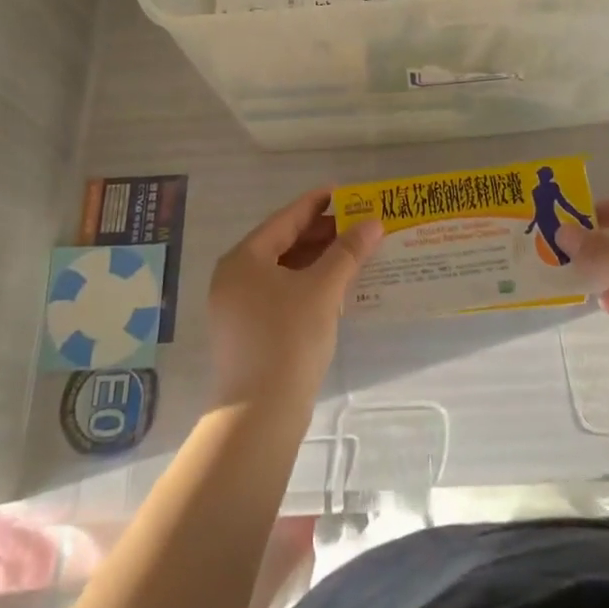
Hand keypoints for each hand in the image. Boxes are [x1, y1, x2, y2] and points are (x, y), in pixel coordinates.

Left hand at [207, 189, 382, 410]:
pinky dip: (308, 284)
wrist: (260, 416)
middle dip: (321, 233)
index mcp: (244, 259)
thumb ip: (347, 252)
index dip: (316, 203)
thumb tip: (373, 222)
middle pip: (283, 242)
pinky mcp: (249, 333)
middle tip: (357, 223)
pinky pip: (281, 293)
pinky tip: (336, 287)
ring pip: (283, 270)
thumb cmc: (288, 339)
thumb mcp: (323, 289)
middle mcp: (235, 277)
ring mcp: (238, 307)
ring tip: (353, 251)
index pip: (286, 218)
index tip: (344, 191)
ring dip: (317, 260)